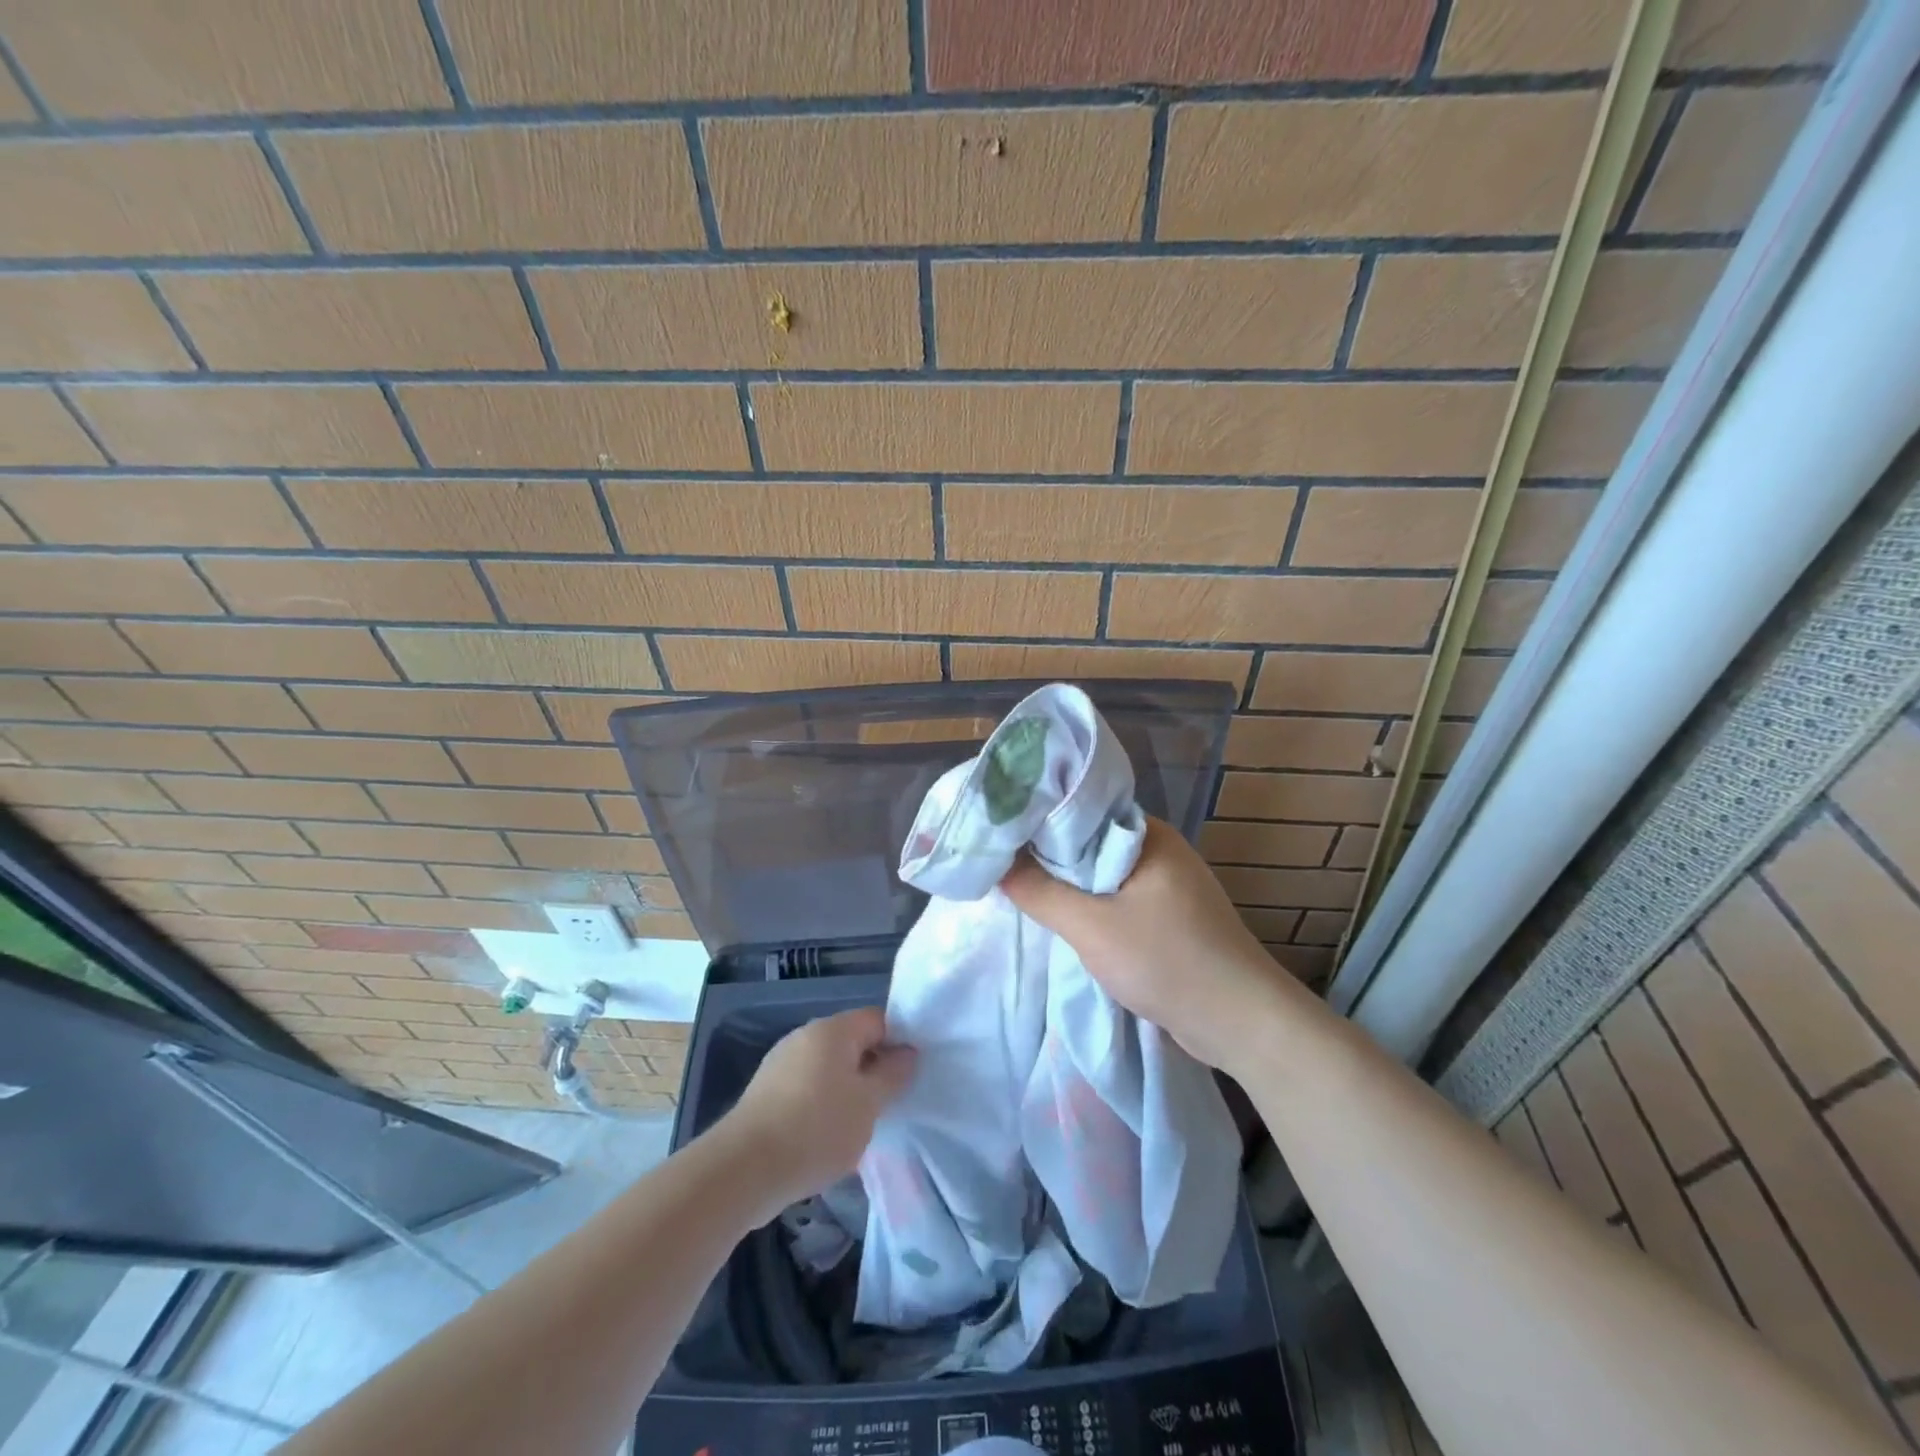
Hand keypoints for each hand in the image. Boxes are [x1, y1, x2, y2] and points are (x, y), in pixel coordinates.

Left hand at [716, 1007, 915, 1212]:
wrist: (742, 1170)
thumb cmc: (816, 1129)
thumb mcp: (869, 1104)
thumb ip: (893, 1074)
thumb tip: (907, 1052)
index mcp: (833, 1029)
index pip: (878, 1019)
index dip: (898, 1042)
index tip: (909, 1076)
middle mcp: (805, 1035)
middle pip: (852, 1042)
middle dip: (872, 1070)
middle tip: (888, 1104)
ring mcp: (781, 1062)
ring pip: (829, 1068)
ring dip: (847, 1091)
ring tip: (858, 1127)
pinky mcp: (766, 1091)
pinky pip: (807, 1088)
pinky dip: (821, 1105)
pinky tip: (825, 1138)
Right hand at [1000, 816, 1308, 1075]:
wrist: (1242, 1023)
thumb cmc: (1168, 962)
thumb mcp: (1092, 927)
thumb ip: (1039, 892)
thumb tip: (994, 861)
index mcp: (1146, 833)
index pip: (1078, 808)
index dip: (1035, 816)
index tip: (993, 826)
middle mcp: (1157, 847)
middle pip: (1087, 840)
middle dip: (1045, 853)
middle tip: (996, 859)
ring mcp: (1165, 881)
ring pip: (1099, 872)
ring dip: (1066, 882)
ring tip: (1016, 884)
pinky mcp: (1168, 913)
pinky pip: (1115, 896)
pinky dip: (1088, 904)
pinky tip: (1059, 914)